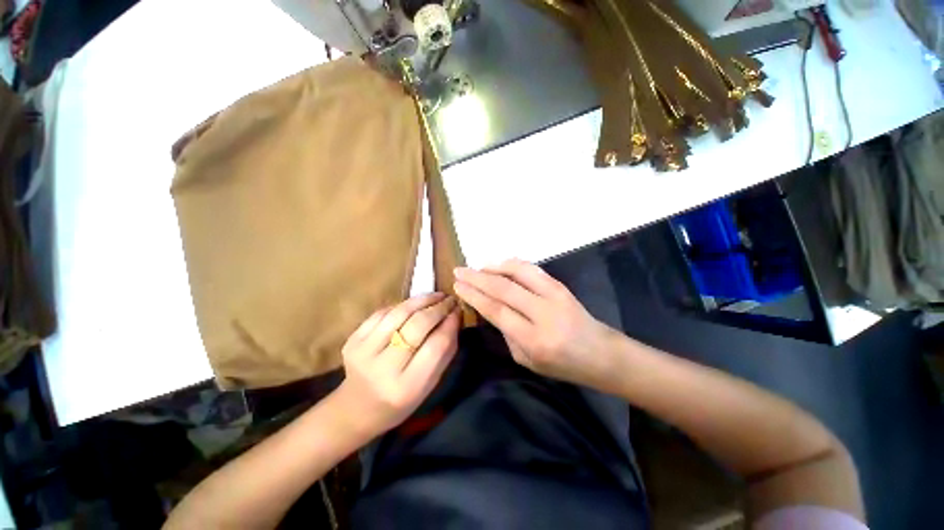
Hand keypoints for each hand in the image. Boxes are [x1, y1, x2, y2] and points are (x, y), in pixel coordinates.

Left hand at [337, 293, 459, 436]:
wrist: (356, 410)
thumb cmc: (400, 402)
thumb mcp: (429, 385)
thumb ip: (445, 352)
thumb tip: (454, 318)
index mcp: (407, 387)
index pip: (436, 346)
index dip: (450, 323)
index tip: (458, 311)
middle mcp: (383, 368)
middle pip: (417, 325)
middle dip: (438, 308)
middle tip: (450, 300)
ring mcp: (363, 352)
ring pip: (399, 313)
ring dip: (421, 300)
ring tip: (436, 296)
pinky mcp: (352, 339)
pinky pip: (383, 313)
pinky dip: (402, 306)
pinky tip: (413, 305)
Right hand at [454, 259, 622, 391]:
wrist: (601, 353)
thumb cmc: (562, 364)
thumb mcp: (527, 361)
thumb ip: (506, 333)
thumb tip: (490, 307)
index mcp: (534, 339)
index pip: (496, 310)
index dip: (474, 295)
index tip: (458, 286)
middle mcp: (543, 313)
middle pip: (503, 288)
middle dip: (477, 278)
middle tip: (459, 271)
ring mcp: (554, 295)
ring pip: (518, 272)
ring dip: (493, 267)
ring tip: (477, 267)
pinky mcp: (560, 285)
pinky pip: (532, 269)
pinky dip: (512, 264)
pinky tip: (499, 264)